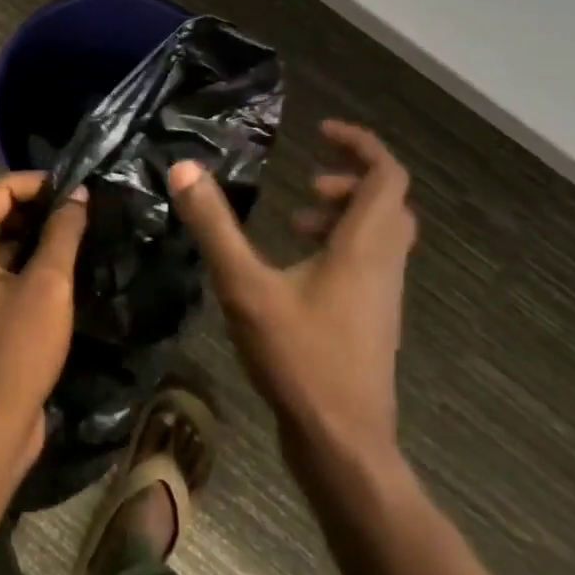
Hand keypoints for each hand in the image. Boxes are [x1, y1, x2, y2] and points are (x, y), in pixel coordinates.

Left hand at [0, 173, 89, 478]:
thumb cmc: (15, 350)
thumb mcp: (47, 285)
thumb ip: (62, 233)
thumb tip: (78, 195)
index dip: (38, 182)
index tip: (78, 188)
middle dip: (39, 209)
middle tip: (85, 210)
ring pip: (1, 246)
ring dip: (37, 238)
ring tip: (81, 233)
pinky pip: (1, 274)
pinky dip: (28, 265)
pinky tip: (65, 269)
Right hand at [169, 121, 416, 465]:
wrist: (343, 443)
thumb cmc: (300, 358)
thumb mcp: (245, 286)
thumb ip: (214, 226)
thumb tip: (185, 169)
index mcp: (365, 247)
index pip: (387, 175)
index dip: (360, 144)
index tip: (322, 131)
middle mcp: (384, 265)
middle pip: (389, 203)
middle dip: (350, 180)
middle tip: (306, 182)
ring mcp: (382, 297)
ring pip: (381, 236)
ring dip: (344, 216)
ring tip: (294, 221)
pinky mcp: (371, 322)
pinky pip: (369, 265)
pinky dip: (341, 248)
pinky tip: (295, 271)